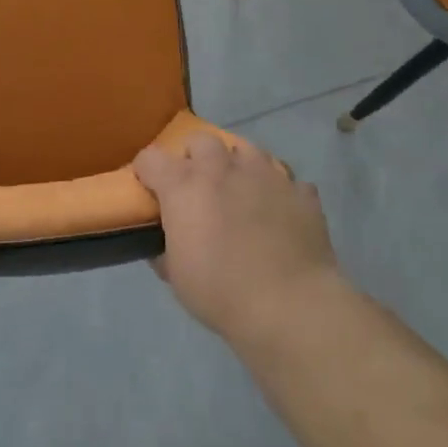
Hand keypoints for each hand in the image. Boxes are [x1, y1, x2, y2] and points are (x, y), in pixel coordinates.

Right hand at [134, 132, 341, 346]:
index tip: (151, 190)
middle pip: (201, 140)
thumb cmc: (221, 292)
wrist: (290, 306)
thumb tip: (164, 244)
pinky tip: (278, 214)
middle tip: (199, 188)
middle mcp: (222, 168)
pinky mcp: (300, 191)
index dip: (147, 173)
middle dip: (195, 158)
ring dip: (237, 166)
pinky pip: (285, 180)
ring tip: (241, 193)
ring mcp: (266, 174)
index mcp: (184, 185)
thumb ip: (165, 249)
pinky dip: (277, 192)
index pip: (151, 158)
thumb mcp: (176, 276)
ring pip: (246, 150)